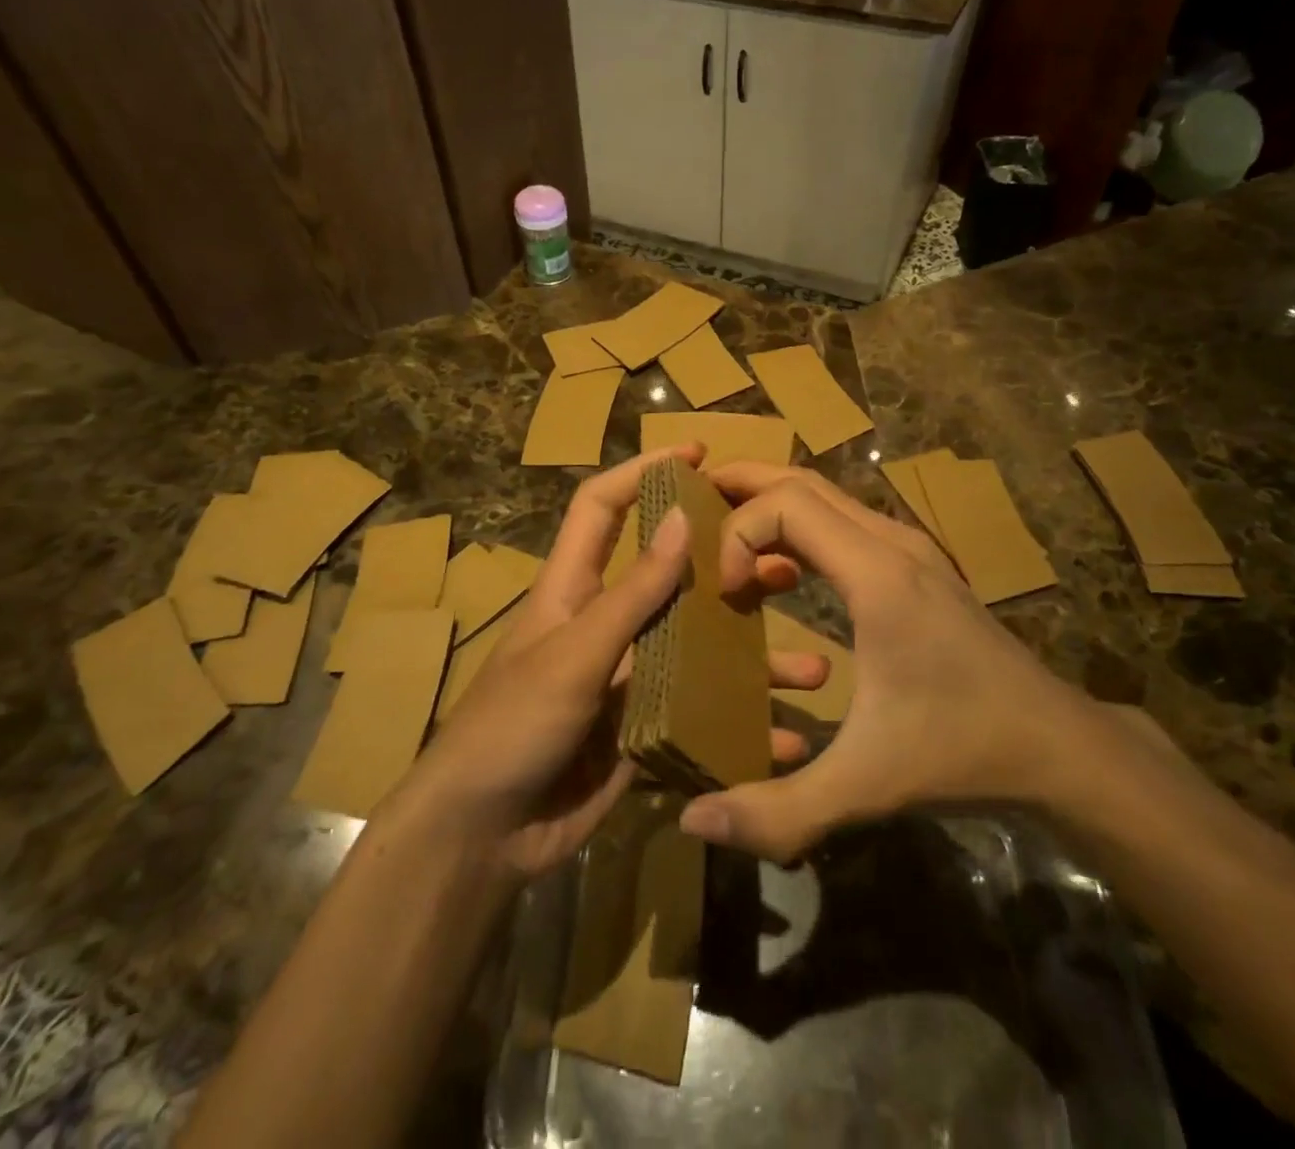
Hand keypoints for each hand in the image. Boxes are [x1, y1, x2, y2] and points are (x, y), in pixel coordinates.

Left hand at [405, 447, 824, 880]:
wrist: (482, 840)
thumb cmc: (512, 728)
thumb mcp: (573, 655)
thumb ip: (631, 594)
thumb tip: (681, 518)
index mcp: (573, 589)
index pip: (602, 507)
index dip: (642, 472)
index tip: (697, 453)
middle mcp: (605, 625)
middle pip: (671, 579)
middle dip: (726, 568)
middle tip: (786, 562)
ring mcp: (627, 680)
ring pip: (699, 653)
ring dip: (752, 661)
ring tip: (812, 670)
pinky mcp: (642, 733)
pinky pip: (700, 718)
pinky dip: (739, 728)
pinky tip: (784, 742)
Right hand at [677, 464, 1099, 862]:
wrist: (1057, 745)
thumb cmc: (961, 751)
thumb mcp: (866, 786)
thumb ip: (779, 811)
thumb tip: (693, 822)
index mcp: (877, 575)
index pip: (787, 504)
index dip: (738, 532)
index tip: (721, 591)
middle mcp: (891, 543)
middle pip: (803, 480)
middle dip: (742, 484)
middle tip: (689, 506)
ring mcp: (908, 549)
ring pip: (825, 495)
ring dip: (770, 504)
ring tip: (723, 536)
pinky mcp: (916, 566)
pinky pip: (843, 523)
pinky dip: (799, 527)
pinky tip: (781, 574)